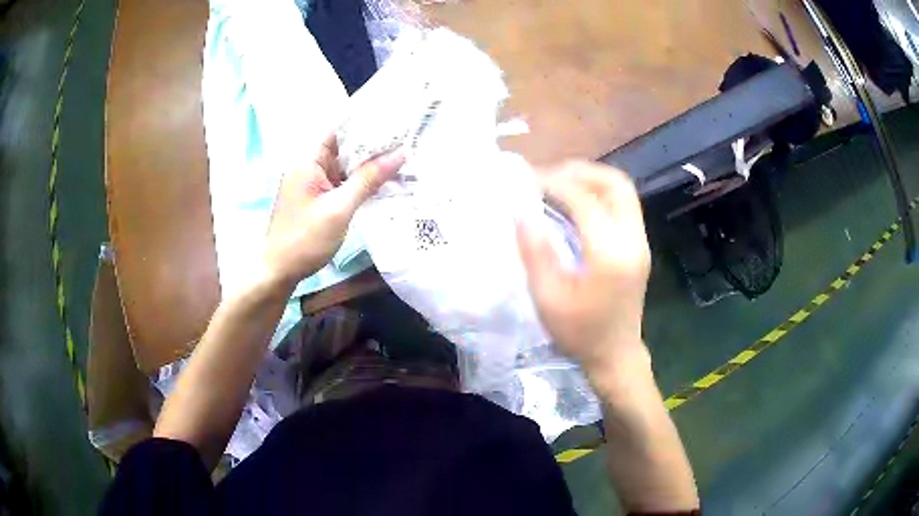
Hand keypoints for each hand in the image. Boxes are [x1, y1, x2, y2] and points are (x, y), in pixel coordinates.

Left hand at [262, 134, 404, 290]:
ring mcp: (312, 183)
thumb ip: (368, 179)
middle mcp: (308, 166)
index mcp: (308, 160)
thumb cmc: (305, 239)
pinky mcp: (316, 198)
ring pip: (345, 166)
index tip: (396, 122)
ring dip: (369, 165)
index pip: (340, 131)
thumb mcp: (340, 208)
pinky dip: (360, 181)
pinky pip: (341, 182)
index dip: (367, 124)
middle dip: (373, 145)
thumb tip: (400, 154)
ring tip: (402, 158)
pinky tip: (383, 182)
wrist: (278, 271)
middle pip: (344, 147)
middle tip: (407, 140)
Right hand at [516, 161, 650, 379]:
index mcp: (611, 255)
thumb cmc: (580, 333)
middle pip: (616, 184)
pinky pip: (623, 205)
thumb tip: (520, 211)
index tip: (527, 180)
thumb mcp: (549, 298)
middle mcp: (633, 240)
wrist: (615, 355)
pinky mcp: (639, 246)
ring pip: (623, 191)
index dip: (555, 183)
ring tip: (560, 183)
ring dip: (592, 179)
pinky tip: (576, 202)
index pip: (585, 200)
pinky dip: (600, 194)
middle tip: (549, 175)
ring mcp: (640, 242)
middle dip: (581, 171)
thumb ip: (535, 252)